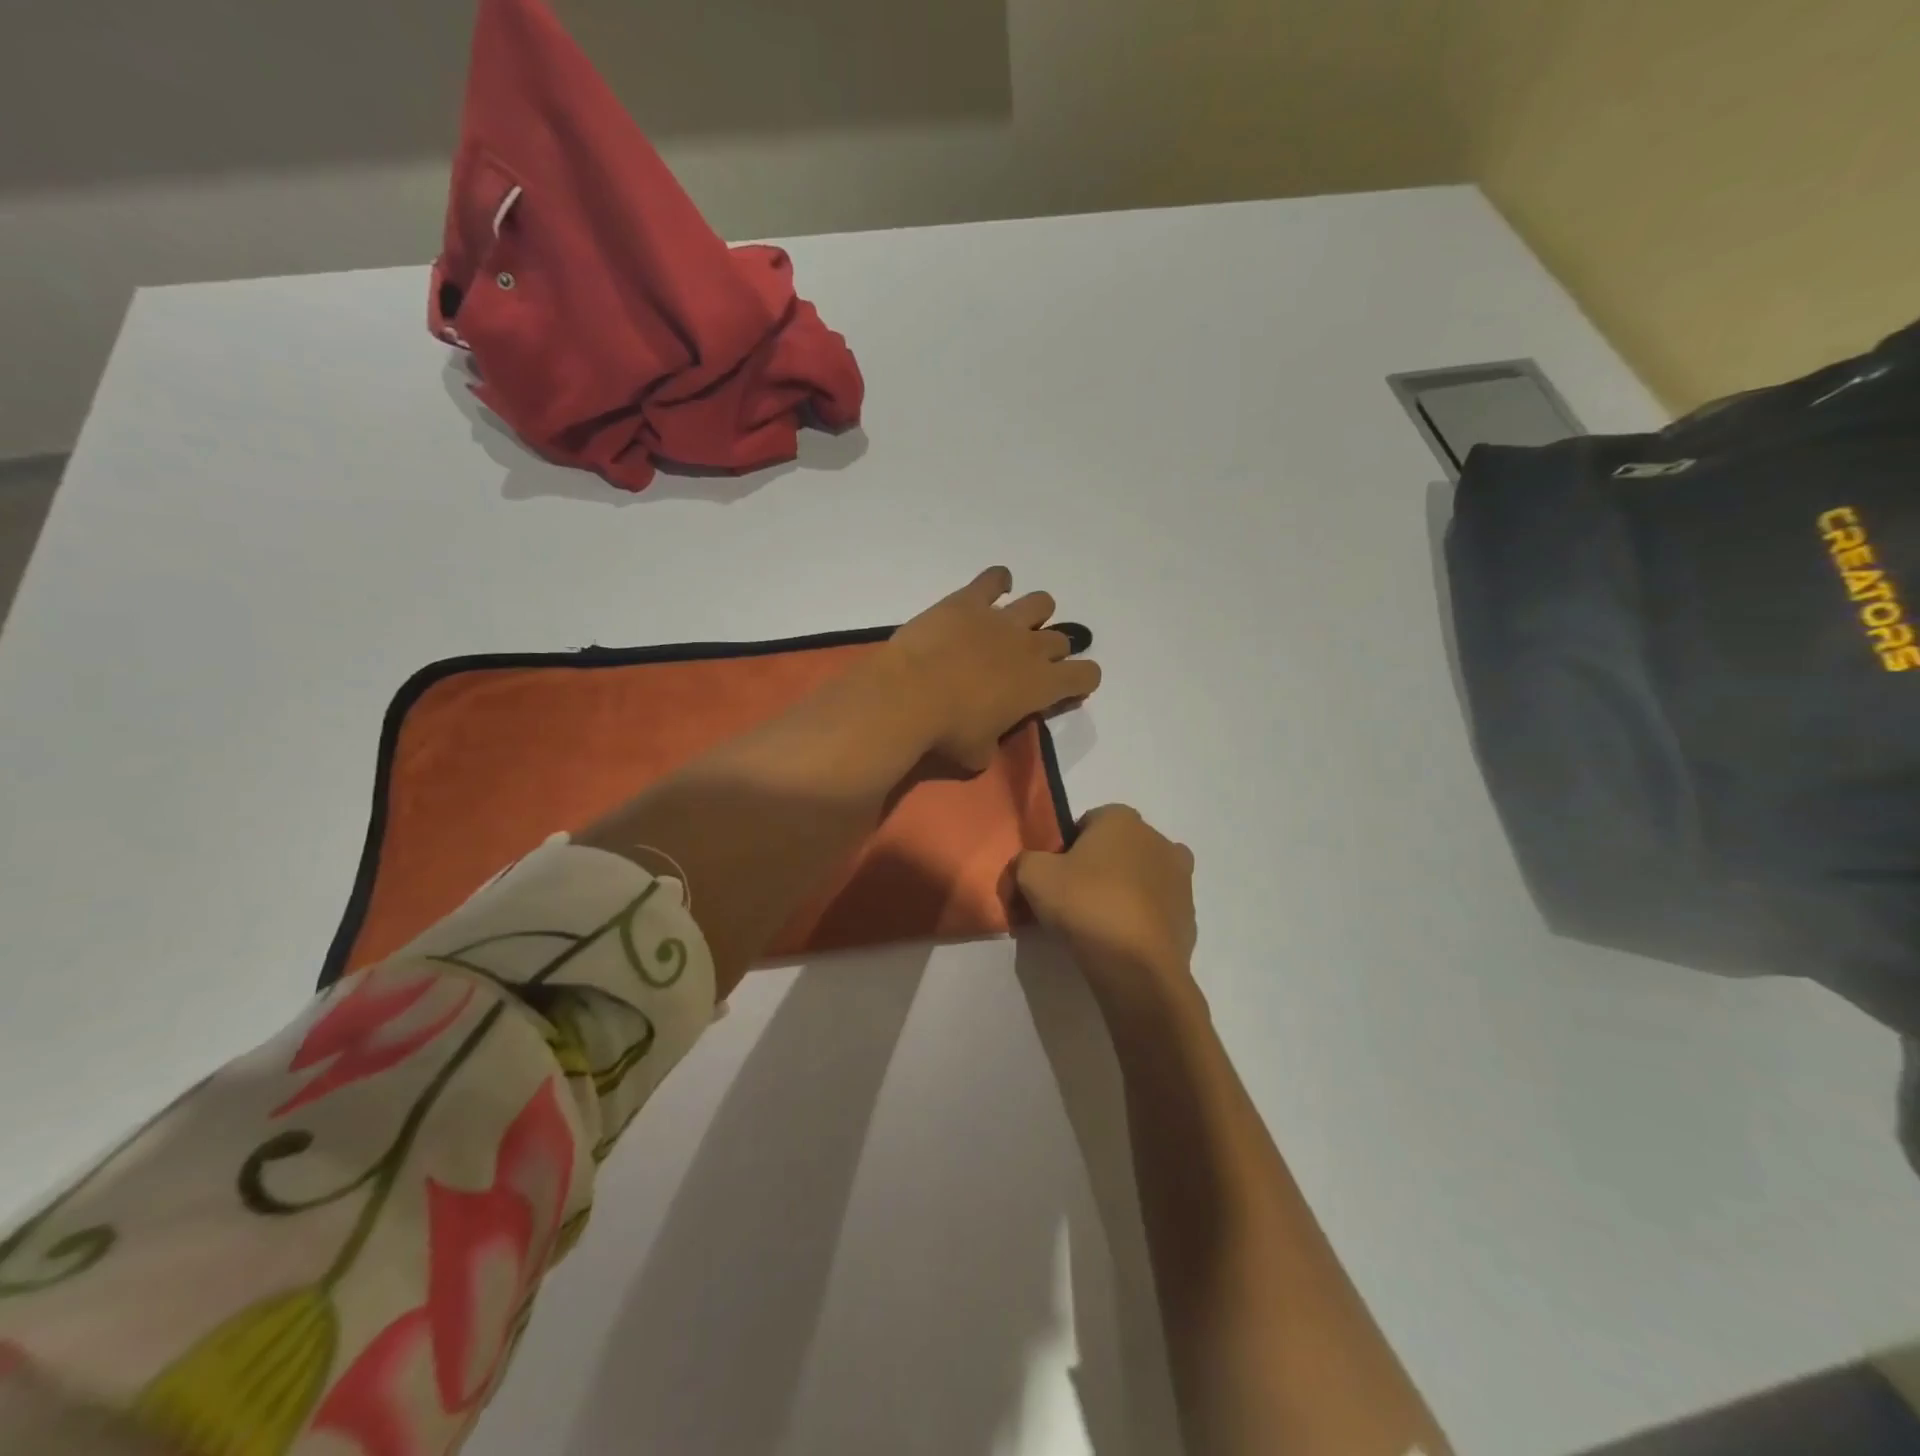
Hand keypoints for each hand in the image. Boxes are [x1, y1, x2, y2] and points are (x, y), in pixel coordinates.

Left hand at [886, 567, 1101, 772]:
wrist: (910, 693)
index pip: (1087, 675)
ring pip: (1041, 603)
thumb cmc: (948, 731)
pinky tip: (990, 592)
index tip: (1064, 689)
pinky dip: (997, 582)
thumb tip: (988, 741)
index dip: (1081, 681)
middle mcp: (1031, 647)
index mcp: (1041, 686)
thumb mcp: (979, 753)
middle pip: (1061, 640)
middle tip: (1024, 666)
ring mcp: (1001, 619)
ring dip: (1035, 614)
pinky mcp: (969, 600)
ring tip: (1013, 627)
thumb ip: (994, 743)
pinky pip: (995, 578)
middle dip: (1051, 652)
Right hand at [1017, 805, 1202, 1015]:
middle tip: (1073, 900)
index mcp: (1122, 819)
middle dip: (1097, 868)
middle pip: (1116, 849)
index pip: (1086, 824)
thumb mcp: (1033, 876)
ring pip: (1139, 878)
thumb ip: (1026, 861)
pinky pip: (1155, 910)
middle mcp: (1158, 839)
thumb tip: (1030, 867)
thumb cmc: (1086, 905)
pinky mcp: (1189, 915)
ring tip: (1098, 924)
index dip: (1066, 849)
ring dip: (1122, 892)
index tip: (1055, 877)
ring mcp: (1180, 878)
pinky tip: (1120, 942)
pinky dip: (1140, 920)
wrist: (1138, 967)